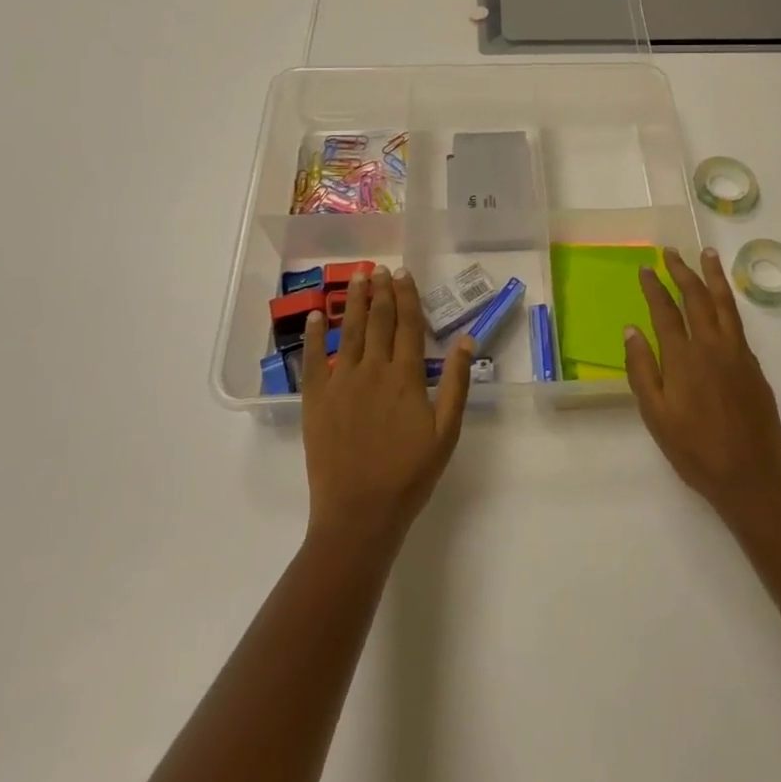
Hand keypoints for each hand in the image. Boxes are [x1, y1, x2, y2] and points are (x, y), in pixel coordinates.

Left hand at [301, 266, 473, 548]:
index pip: (407, 324)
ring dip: (353, 302)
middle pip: (378, 320)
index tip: (405, 273)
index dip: (407, 296)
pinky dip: (315, 335)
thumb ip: (455, 382)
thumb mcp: (446, 431)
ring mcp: (340, 383)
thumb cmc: (409, 474)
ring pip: (349, 331)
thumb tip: (466, 339)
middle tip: (380, 268)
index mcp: (405, 376)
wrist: (359, 513)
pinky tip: (316, 315)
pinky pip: (313, 359)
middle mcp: (372, 369)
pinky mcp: (316, 400)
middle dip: (381, 291)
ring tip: (357, 277)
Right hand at [624, 247, 780, 522]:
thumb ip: (642, 370)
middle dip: (682, 271)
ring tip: (707, 254)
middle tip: (671, 252)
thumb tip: (631, 330)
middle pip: (696, 298)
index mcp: (683, 358)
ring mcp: (738, 353)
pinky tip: (723, 303)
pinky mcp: (755, 366)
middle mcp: (712, 346)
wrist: (752, 477)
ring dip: (713, 276)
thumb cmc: (695, 451)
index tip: (645, 269)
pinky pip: (738, 324)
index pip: (665, 311)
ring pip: (724, 304)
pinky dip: (728, 304)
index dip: (654, 287)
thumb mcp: (656, 416)